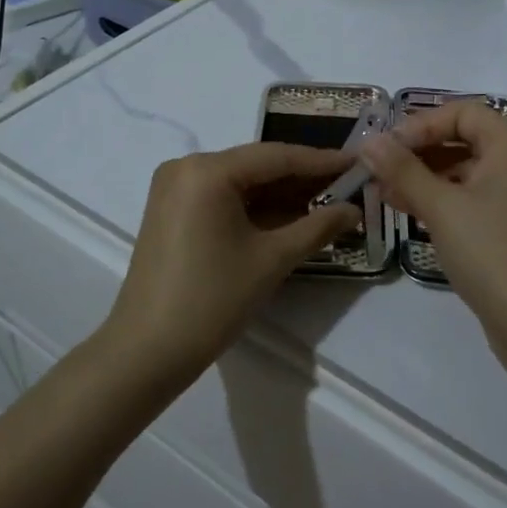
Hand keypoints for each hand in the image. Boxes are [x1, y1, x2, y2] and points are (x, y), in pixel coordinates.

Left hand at [106, 143, 363, 379]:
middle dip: (303, 178)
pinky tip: (292, 215)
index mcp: (207, 170)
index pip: (276, 157)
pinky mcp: (172, 210)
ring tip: (330, 199)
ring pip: (241, 182)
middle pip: (257, 166)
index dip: (322, 160)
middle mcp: (187, 166)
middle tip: (350, 184)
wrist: (147, 351)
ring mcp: (175, 188)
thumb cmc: (212, 300)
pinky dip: (256, 207)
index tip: (360, 162)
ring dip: (282, 194)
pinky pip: (223, 198)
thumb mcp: (271, 260)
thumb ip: (317, 227)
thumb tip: (354, 210)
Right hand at [361, 102, 506, 329]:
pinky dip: (437, 199)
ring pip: (460, 171)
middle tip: (378, 168)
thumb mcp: (440, 206)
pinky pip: (466, 198)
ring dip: (421, 176)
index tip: (388, 147)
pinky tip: (404, 211)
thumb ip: (402, 169)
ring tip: (382, 192)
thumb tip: (369, 141)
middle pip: (460, 140)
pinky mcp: (506, 228)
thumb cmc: (490, 250)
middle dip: (417, 151)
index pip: (462, 112)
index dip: (422, 123)